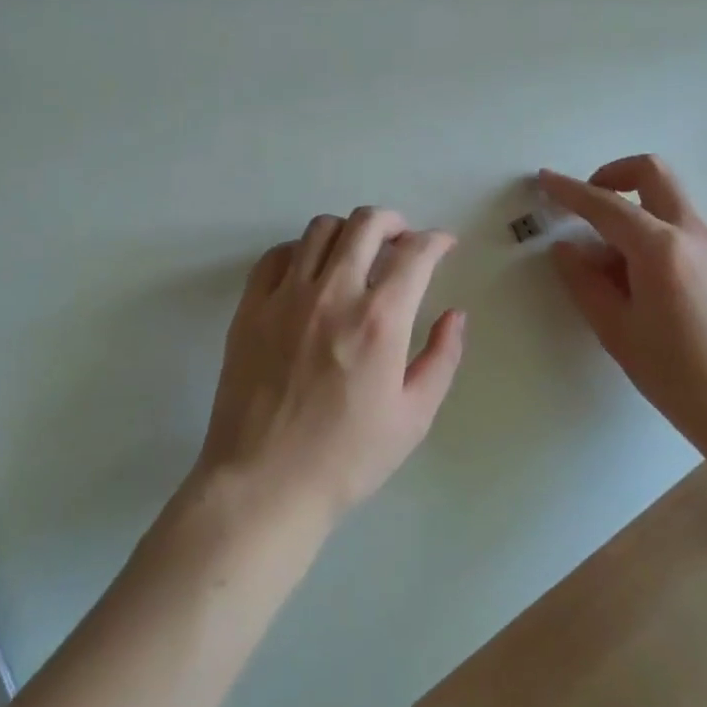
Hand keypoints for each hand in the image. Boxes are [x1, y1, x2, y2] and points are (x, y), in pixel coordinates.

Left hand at [193, 208, 466, 529]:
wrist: (264, 485)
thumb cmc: (346, 458)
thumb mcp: (413, 417)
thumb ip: (442, 358)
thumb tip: (455, 315)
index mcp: (379, 320)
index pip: (415, 253)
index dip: (436, 240)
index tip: (443, 244)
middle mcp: (333, 293)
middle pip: (366, 223)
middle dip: (394, 221)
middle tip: (402, 239)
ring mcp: (286, 296)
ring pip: (321, 229)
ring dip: (349, 231)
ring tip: (357, 252)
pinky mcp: (251, 307)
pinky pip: (277, 255)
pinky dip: (301, 250)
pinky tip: (310, 271)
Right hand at [540, 156, 706, 455]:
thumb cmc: (676, 376)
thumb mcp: (616, 331)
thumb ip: (584, 282)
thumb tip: (564, 248)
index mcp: (661, 248)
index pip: (606, 205)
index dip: (570, 190)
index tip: (545, 178)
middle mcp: (694, 233)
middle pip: (653, 173)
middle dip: (614, 173)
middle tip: (588, 203)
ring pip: (670, 201)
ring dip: (636, 209)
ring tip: (613, 264)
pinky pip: (685, 227)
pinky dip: (657, 232)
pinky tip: (645, 281)